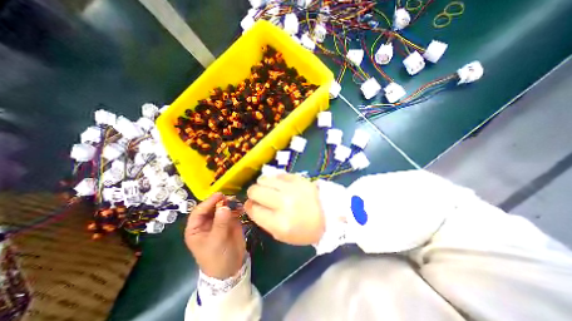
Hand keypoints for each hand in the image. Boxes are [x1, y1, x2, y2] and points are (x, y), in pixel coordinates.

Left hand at [185, 192, 243, 278]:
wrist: (231, 268)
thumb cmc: (217, 258)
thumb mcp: (216, 242)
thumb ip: (220, 224)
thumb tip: (224, 207)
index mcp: (196, 228)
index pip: (199, 211)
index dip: (208, 202)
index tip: (219, 195)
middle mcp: (207, 222)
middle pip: (212, 207)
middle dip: (220, 201)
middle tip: (231, 197)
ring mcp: (219, 220)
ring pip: (223, 207)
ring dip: (230, 203)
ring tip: (237, 201)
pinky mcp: (230, 221)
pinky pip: (233, 211)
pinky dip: (237, 207)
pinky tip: (241, 207)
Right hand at [246, 175, 326, 243]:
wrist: (328, 216)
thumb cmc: (304, 230)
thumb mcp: (281, 235)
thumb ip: (263, 220)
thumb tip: (251, 205)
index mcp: (279, 222)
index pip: (253, 209)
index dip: (249, 206)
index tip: (251, 204)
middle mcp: (284, 203)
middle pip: (255, 191)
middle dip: (253, 193)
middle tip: (258, 195)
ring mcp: (292, 188)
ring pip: (264, 179)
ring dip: (262, 184)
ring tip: (268, 188)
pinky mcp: (298, 178)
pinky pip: (278, 175)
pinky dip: (275, 180)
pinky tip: (279, 185)